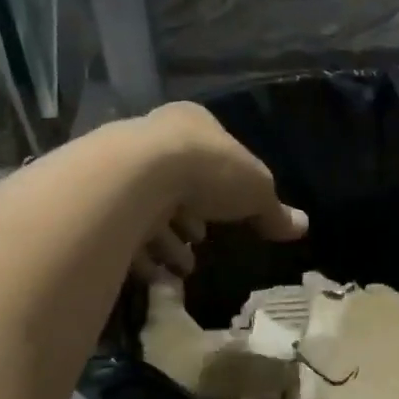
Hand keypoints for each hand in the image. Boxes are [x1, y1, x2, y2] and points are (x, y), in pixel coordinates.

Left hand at [131, 103, 307, 280]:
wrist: (136, 178)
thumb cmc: (208, 171)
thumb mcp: (257, 191)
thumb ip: (275, 210)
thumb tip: (302, 226)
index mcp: (192, 123)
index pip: (213, 153)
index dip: (225, 187)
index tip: (229, 216)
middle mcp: (152, 137)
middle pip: (178, 181)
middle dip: (191, 217)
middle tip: (200, 242)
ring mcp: (119, 165)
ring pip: (148, 207)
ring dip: (166, 241)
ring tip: (181, 269)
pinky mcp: (97, 198)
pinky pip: (123, 230)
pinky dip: (141, 254)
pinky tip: (156, 275)